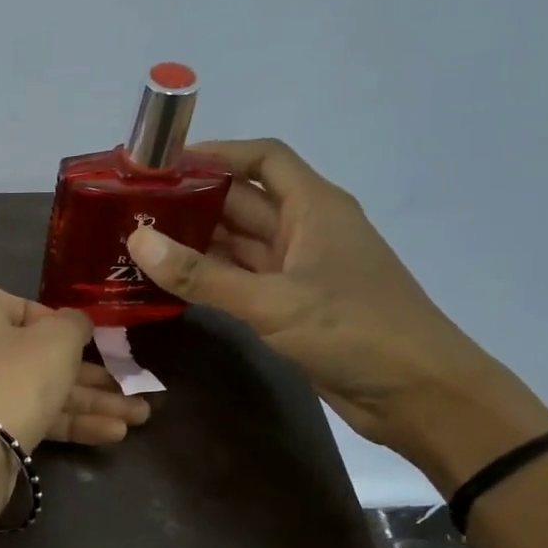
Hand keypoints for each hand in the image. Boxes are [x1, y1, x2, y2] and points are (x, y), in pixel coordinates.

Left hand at [0, 283, 149, 451]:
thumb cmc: (11, 378)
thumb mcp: (57, 341)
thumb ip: (74, 325)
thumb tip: (75, 323)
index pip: (25, 309)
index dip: (65, 328)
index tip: (95, 345)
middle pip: (33, 355)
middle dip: (88, 377)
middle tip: (130, 390)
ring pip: (32, 389)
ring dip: (86, 403)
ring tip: (138, 419)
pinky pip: (21, 415)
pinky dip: (62, 423)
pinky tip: (111, 434)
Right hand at [125, 140, 547, 489]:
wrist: (417, 394)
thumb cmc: (354, 332)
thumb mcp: (273, 301)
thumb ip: (203, 276)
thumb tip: (137, 241)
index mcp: (314, 207)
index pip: (263, 159)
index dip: (215, 154)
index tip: (161, 164)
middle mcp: (304, 230)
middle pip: (241, 201)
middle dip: (190, 201)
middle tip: (131, 210)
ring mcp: (296, 270)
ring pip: (236, 244)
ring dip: (193, 243)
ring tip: (136, 244)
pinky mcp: (289, 306)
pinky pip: (238, 281)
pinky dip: (206, 279)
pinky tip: (167, 284)